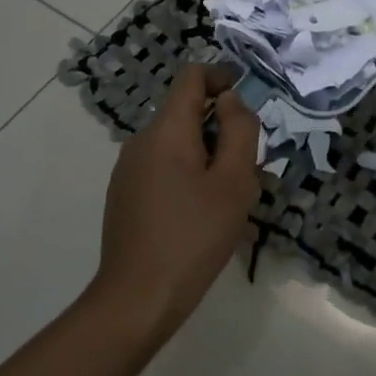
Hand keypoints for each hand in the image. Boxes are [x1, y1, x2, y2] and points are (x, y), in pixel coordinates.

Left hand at [93, 63, 261, 347]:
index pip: (192, 76)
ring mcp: (128, 169)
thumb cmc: (194, 236)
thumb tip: (231, 99)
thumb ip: (239, 130)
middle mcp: (141, 140)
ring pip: (176, 142)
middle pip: (186, 111)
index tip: (249, 103)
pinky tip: (203, 212)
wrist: (138, 299)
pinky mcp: (125, 194)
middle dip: (221, 126)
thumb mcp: (234, 181)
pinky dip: (189, 172)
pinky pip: (163, 166)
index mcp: (166, 130)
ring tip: (231, 194)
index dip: (223, 77)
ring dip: (207, 153)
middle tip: (249, 164)